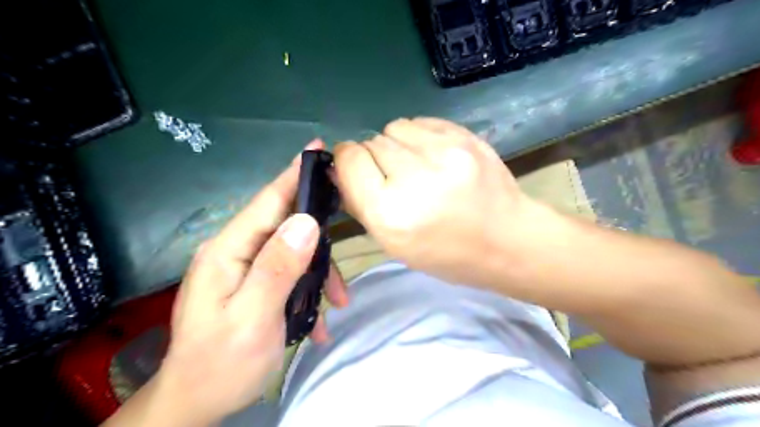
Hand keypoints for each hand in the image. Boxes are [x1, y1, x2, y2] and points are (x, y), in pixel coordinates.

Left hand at [152, 138, 345, 422]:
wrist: (197, 402)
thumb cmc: (222, 363)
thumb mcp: (252, 318)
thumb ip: (278, 268)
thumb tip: (307, 222)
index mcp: (229, 250)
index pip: (267, 201)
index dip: (294, 174)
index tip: (318, 147)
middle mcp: (237, 251)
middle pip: (285, 223)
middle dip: (319, 232)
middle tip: (348, 234)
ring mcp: (247, 268)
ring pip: (294, 251)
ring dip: (320, 273)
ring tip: (338, 301)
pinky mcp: (256, 284)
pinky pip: (291, 273)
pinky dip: (309, 291)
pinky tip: (319, 321)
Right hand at [335, 117, 535, 286]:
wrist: (507, 241)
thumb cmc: (446, 254)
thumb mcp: (393, 244)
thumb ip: (360, 203)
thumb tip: (339, 169)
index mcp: (390, 212)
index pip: (350, 160)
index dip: (348, 162)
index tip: (357, 171)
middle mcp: (415, 178)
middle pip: (371, 142)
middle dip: (374, 158)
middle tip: (395, 178)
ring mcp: (444, 152)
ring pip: (395, 127)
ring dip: (396, 144)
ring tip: (416, 165)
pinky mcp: (465, 136)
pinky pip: (422, 122)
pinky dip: (419, 136)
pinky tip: (434, 157)